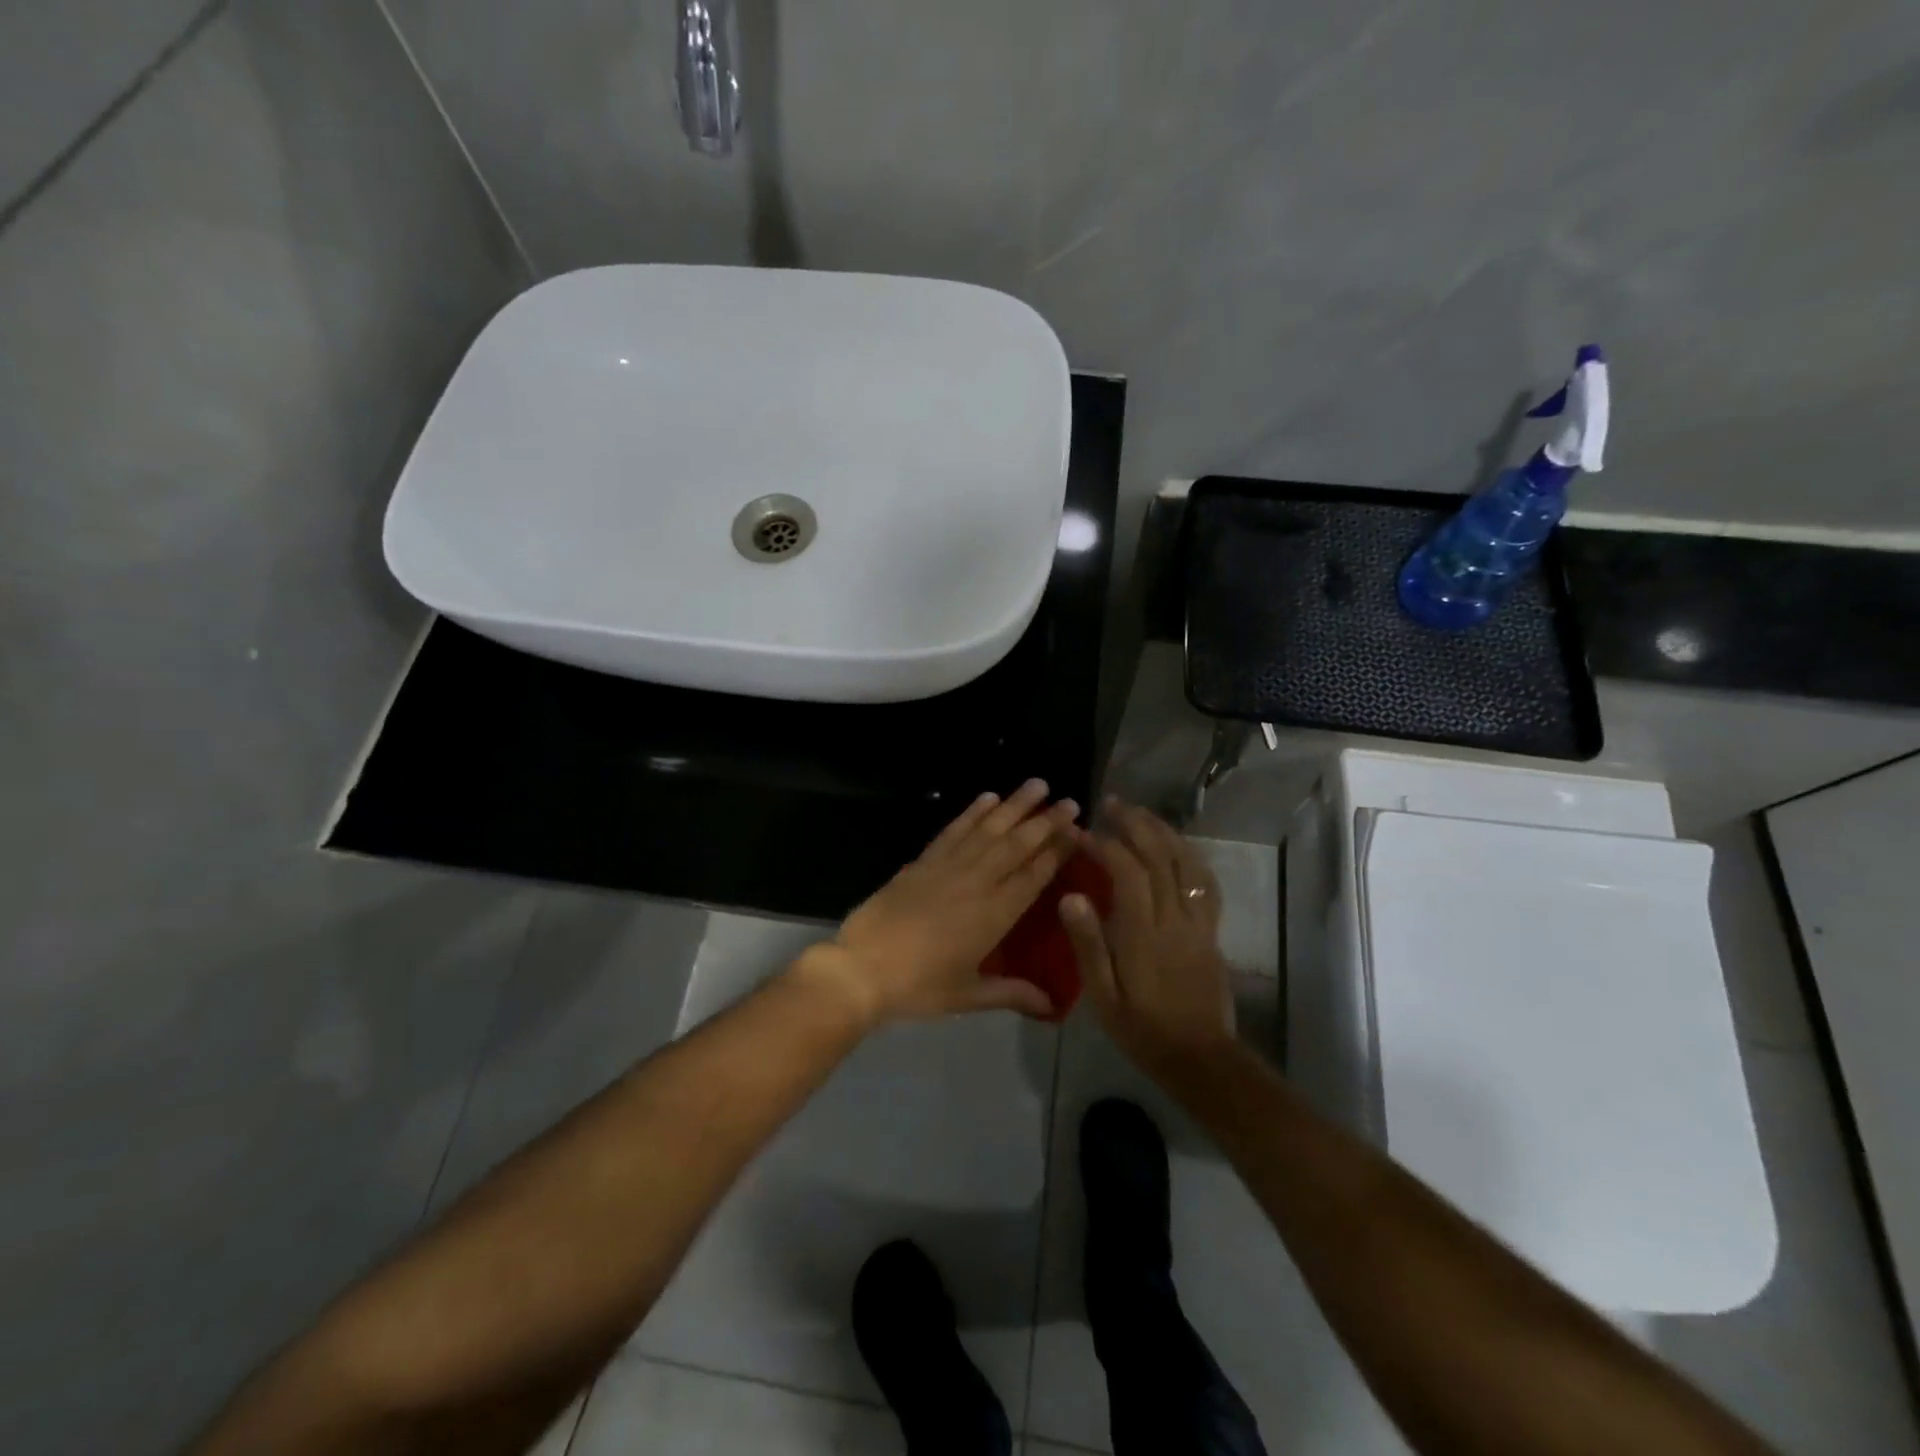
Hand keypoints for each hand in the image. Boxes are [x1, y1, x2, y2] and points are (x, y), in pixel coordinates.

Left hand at [794, 779, 1083, 1027]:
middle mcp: (978, 882)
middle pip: (1018, 845)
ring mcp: (949, 866)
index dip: (1057, 850)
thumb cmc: (919, 986)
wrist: (863, 968)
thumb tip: (1053, 1008)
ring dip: (1015, 806)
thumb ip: (1012, 994)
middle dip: (1046, 821)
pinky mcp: (924, 860)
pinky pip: (954, 830)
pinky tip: (988, 797)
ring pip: (989, 829)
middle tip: (1070, 801)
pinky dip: (972, 812)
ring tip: (1037, 784)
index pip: (1034, 875)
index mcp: (995, 914)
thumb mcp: (969, 995)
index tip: (1077, 830)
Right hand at [1059, 799, 1236, 1074]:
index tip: (1081, 832)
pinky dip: (1190, 855)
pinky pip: (1205, 882)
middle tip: (1111, 804)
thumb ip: (1088, 944)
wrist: (1200, 1057)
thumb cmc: (1142, 1029)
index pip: (1127, 872)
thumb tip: (1071, 896)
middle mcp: (1175, 918)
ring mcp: (1199, 922)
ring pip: (1186, 863)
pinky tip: (1176, 846)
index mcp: (1144, 933)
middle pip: (1160, 857)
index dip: (1105, 845)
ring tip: (1141, 814)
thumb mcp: (1103, 996)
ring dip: (1163, 832)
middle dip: (1135, 824)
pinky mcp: (1211, 930)